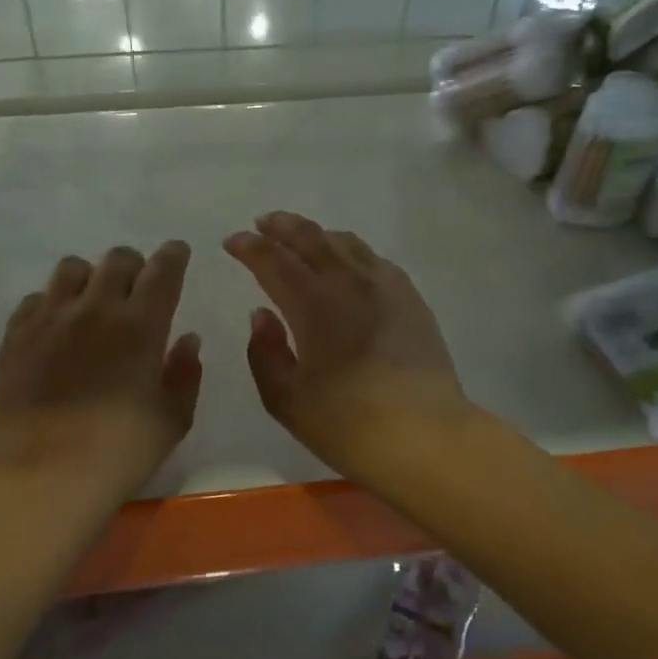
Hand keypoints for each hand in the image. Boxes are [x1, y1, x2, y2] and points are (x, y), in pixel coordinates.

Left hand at [0, 242, 201, 493]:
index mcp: (141, 325)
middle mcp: (96, 308)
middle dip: (134, 265)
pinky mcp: (16, 335)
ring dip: (90, 278)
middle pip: (117, 259)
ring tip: (92, 303)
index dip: (173, 256)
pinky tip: (57, 328)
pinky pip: (36, 298)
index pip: (162, 270)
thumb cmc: (118, 453)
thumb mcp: (172, 420)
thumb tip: (187, 339)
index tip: (177, 253)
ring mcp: (50, 318)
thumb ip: (185, 374)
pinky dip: (53, 303)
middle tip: (136, 288)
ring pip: (72, 268)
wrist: (40, 477)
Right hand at [224, 212, 467, 474]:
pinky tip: (349, 264)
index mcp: (312, 304)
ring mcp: (385, 286)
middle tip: (263, 223)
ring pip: (346, 243)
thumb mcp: (286, 399)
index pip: (272, 260)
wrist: (424, 435)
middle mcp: (348, 282)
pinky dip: (351, 252)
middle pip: (310, 238)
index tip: (233, 241)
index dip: (250, 247)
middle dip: (282, 226)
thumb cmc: (347, 423)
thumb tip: (261, 314)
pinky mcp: (411, 298)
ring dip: (317, 234)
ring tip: (303, 238)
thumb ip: (264, 352)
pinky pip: (375, 260)